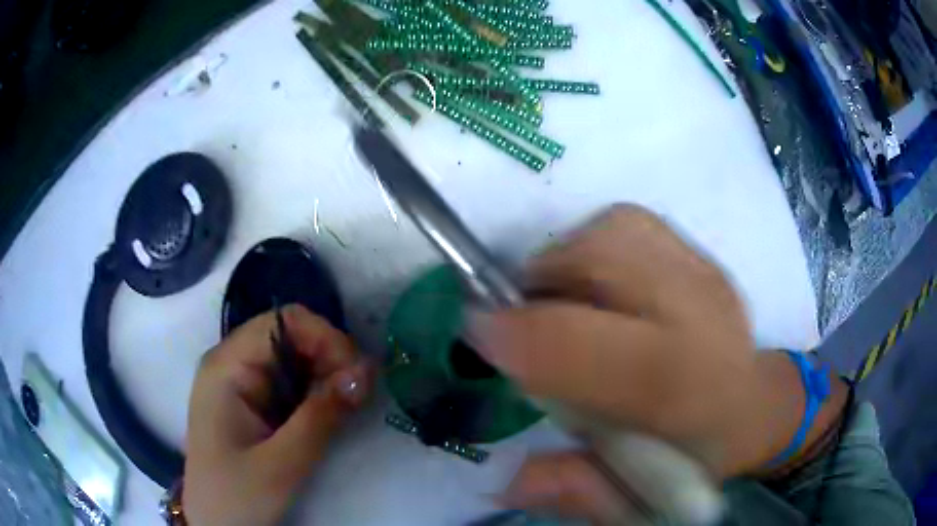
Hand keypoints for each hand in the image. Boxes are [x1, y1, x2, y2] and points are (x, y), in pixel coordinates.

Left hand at [183, 305, 369, 525]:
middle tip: (357, 397)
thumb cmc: (237, 495)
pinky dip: (315, 395)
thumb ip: (322, 416)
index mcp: (227, 366)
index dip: (326, 338)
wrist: (215, 524)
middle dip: (330, 359)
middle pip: (291, 336)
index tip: (357, 376)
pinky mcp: (252, 403)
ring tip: (346, 409)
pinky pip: (290, 383)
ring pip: (294, 360)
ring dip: (326, 378)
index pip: (284, 322)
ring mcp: (241, 383)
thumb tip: (366, 372)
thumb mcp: (282, 462)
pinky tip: (327, 416)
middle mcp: (232, 363)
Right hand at [468, 205, 841, 522]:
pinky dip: (593, 245)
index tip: (477, 333)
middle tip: (520, 320)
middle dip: (539, 283)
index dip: (516, 333)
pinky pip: (628, 223)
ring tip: (563, 303)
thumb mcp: (634, 497)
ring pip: (612, 230)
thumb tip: (506, 479)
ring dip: (565, 260)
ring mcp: (705, 274)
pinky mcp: (702, 255)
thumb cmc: (694, 458)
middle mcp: (700, 315)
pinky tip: (599, 287)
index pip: (586, 345)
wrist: (752, 407)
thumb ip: (574, 488)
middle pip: (600, 259)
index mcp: (684, 390)